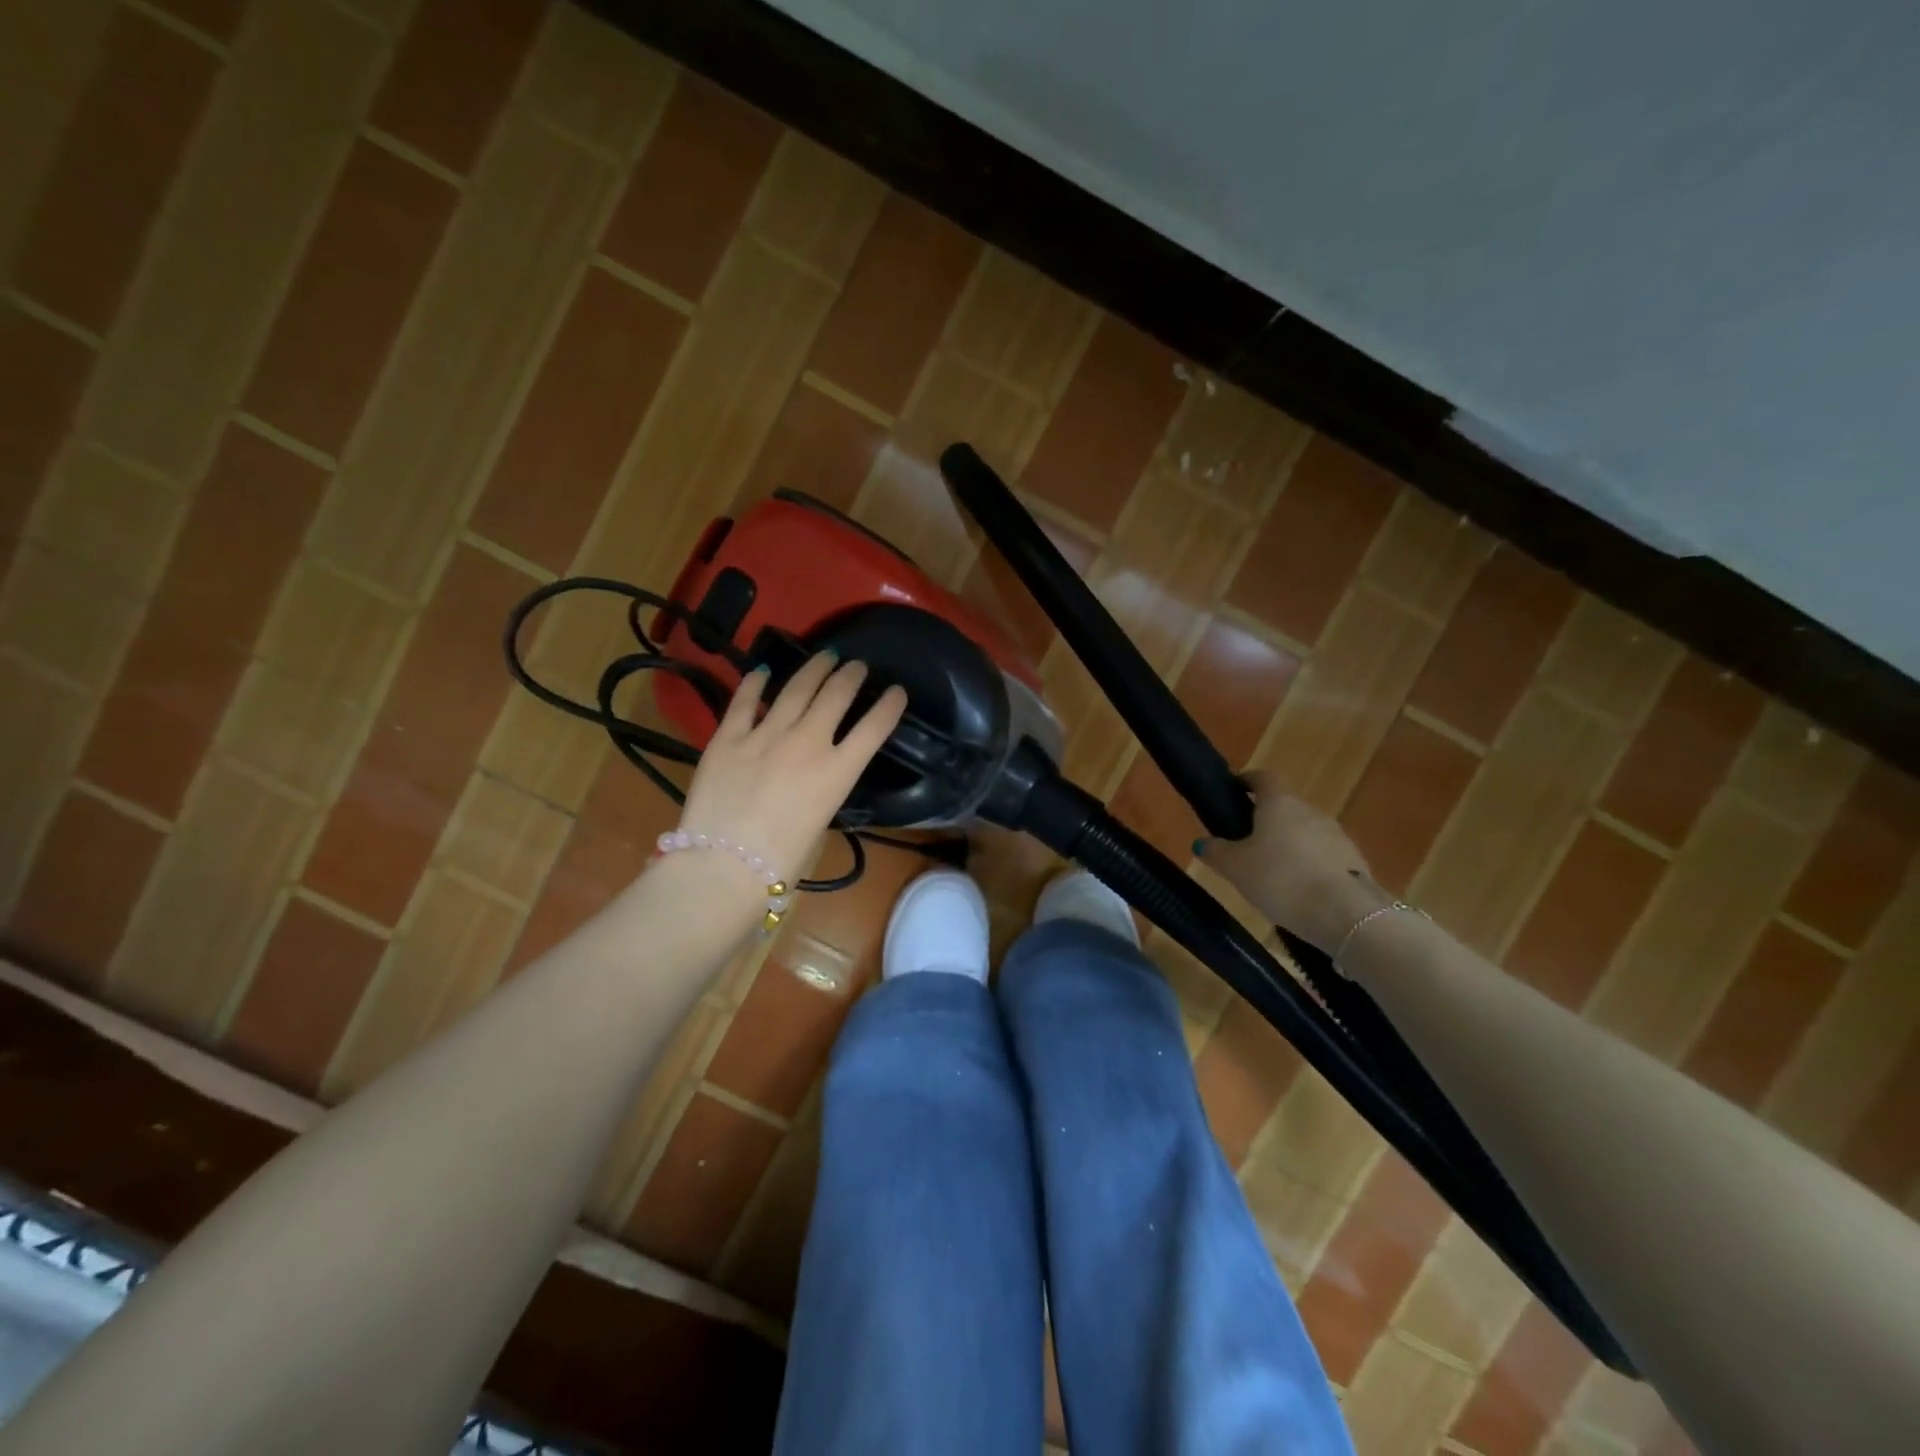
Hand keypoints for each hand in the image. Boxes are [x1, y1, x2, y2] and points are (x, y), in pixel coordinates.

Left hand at [673, 653, 908, 891]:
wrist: (723, 867)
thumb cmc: (780, 863)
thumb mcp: (819, 824)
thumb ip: (821, 791)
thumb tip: (812, 778)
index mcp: (837, 772)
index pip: (874, 728)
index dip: (890, 705)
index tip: (897, 691)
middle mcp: (807, 743)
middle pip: (836, 697)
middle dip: (851, 676)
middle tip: (856, 665)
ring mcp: (765, 735)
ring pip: (796, 689)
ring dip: (814, 669)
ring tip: (825, 656)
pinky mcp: (728, 738)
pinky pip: (744, 702)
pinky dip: (755, 683)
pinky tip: (763, 671)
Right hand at [1197, 772, 1391, 951]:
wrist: (1345, 914)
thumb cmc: (1281, 879)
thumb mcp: (1234, 868)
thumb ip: (1216, 851)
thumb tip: (1203, 842)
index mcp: (1279, 804)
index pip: (1263, 778)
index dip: (1247, 781)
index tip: (1234, 790)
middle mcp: (1311, 812)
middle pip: (1285, 808)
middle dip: (1266, 821)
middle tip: (1247, 845)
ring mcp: (1338, 836)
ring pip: (1306, 833)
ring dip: (1290, 846)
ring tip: (1274, 875)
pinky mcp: (1355, 862)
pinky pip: (1324, 857)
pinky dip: (1310, 867)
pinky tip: (1300, 892)